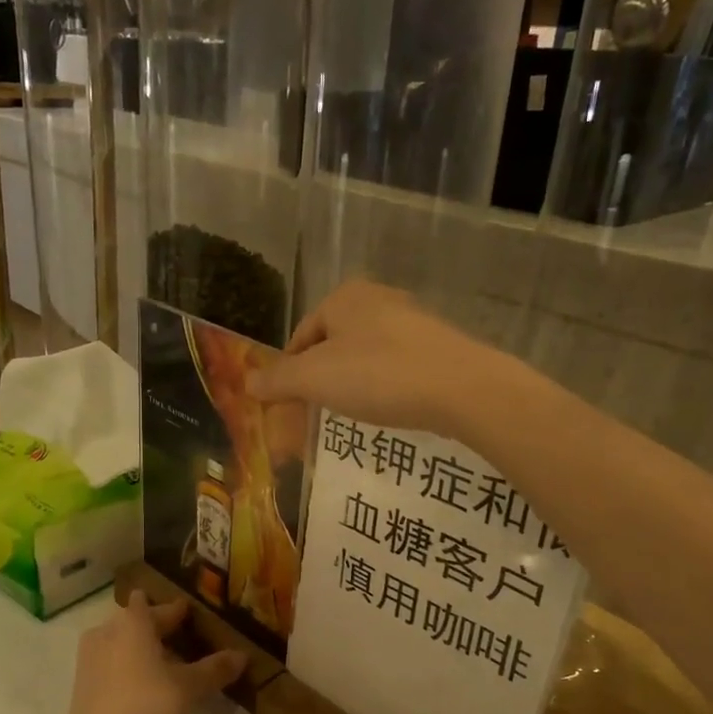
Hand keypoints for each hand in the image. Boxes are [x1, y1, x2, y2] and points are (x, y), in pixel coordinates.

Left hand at [52, 594, 244, 713]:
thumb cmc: (144, 709)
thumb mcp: (188, 689)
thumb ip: (214, 669)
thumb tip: (242, 655)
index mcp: (132, 622)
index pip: (155, 604)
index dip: (176, 609)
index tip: (194, 616)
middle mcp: (107, 631)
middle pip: (137, 622)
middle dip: (161, 629)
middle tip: (189, 641)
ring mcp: (90, 658)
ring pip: (123, 644)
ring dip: (145, 650)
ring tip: (172, 667)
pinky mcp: (84, 685)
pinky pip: (113, 664)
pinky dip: (131, 669)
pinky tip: (149, 688)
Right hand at [245, 281, 509, 438]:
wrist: (463, 389)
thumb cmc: (379, 375)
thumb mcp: (316, 379)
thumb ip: (278, 380)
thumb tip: (248, 383)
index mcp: (343, 297)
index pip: (300, 338)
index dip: (288, 375)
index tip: (288, 408)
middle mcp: (377, 299)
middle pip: (330, 347)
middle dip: (319, 383)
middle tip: (315, 416)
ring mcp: (411, 320)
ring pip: (362, 357)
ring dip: (349, 386)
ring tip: (350, 415)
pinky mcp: (437, 346)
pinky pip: (394, 366)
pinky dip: (382, 387)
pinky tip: (388, 408)